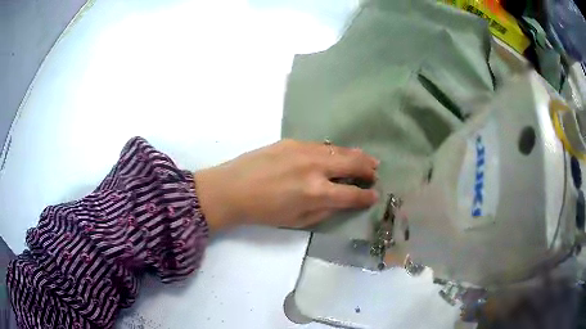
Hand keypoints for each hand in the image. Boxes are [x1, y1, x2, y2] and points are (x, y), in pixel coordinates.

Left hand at [194, 139, 379, 231]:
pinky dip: (334, 150)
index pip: (352, 193)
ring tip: (366, 159)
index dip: (367, 196)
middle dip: (368, 168)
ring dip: (356, 155)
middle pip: (352, 163)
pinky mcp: (292, 142)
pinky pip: (321, 145)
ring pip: (339, 149)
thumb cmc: (263, 212)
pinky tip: (337, 154)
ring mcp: (304, 150)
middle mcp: (315, 167)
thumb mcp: (297, 221)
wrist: (232, 189)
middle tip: (375, 172)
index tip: (374, 196)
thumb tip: (342, 202)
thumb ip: (324, 211)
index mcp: (317, 192)